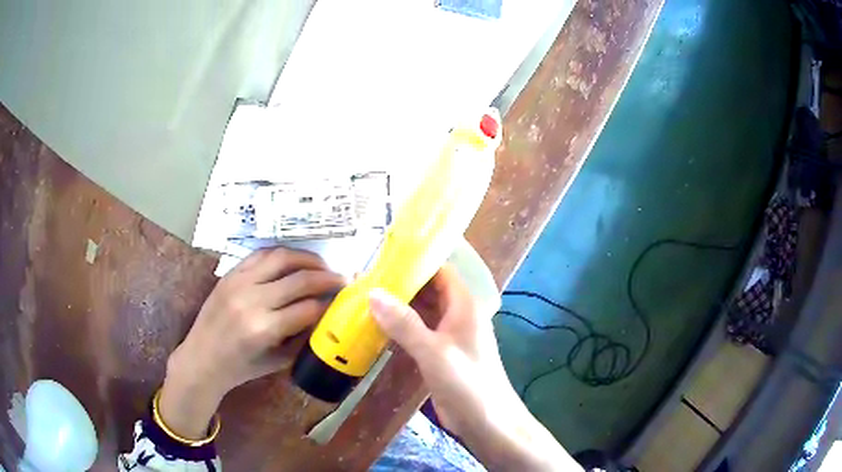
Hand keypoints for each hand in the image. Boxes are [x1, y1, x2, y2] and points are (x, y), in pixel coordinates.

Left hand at [159, 248, 344, 438]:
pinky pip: (260, 254)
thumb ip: (302, 339)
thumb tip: (325, 317)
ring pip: (281, 258)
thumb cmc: (240, 368)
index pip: (308, 309)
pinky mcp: (230, 274)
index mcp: (263, 330)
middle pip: (300, 279)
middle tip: (343, 279)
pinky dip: (281, 254)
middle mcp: (252, 301)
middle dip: (327, 278)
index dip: (330, 304)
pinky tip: (294, 260)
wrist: (201, 359)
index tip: (344, 300)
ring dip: (307, 258)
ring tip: (322, 265)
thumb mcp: (276, 362)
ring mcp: (238, 283)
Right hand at [369, 265, 578, 470]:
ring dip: (399, 305)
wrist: (488, 422)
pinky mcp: (440, 354)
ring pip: (422, 311)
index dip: (415, 262)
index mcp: (464, 305)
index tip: (383, 258)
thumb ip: (404, 323)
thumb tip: (373, 292)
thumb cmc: (467, 384)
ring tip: (365, 297)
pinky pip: (419, 331)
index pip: (440, 271)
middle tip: (366, 278)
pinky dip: (401, 326)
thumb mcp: (433, 352)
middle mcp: (458, 315)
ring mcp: (449, 336)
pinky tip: (378, 326)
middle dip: (402, 283)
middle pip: (429, 289)